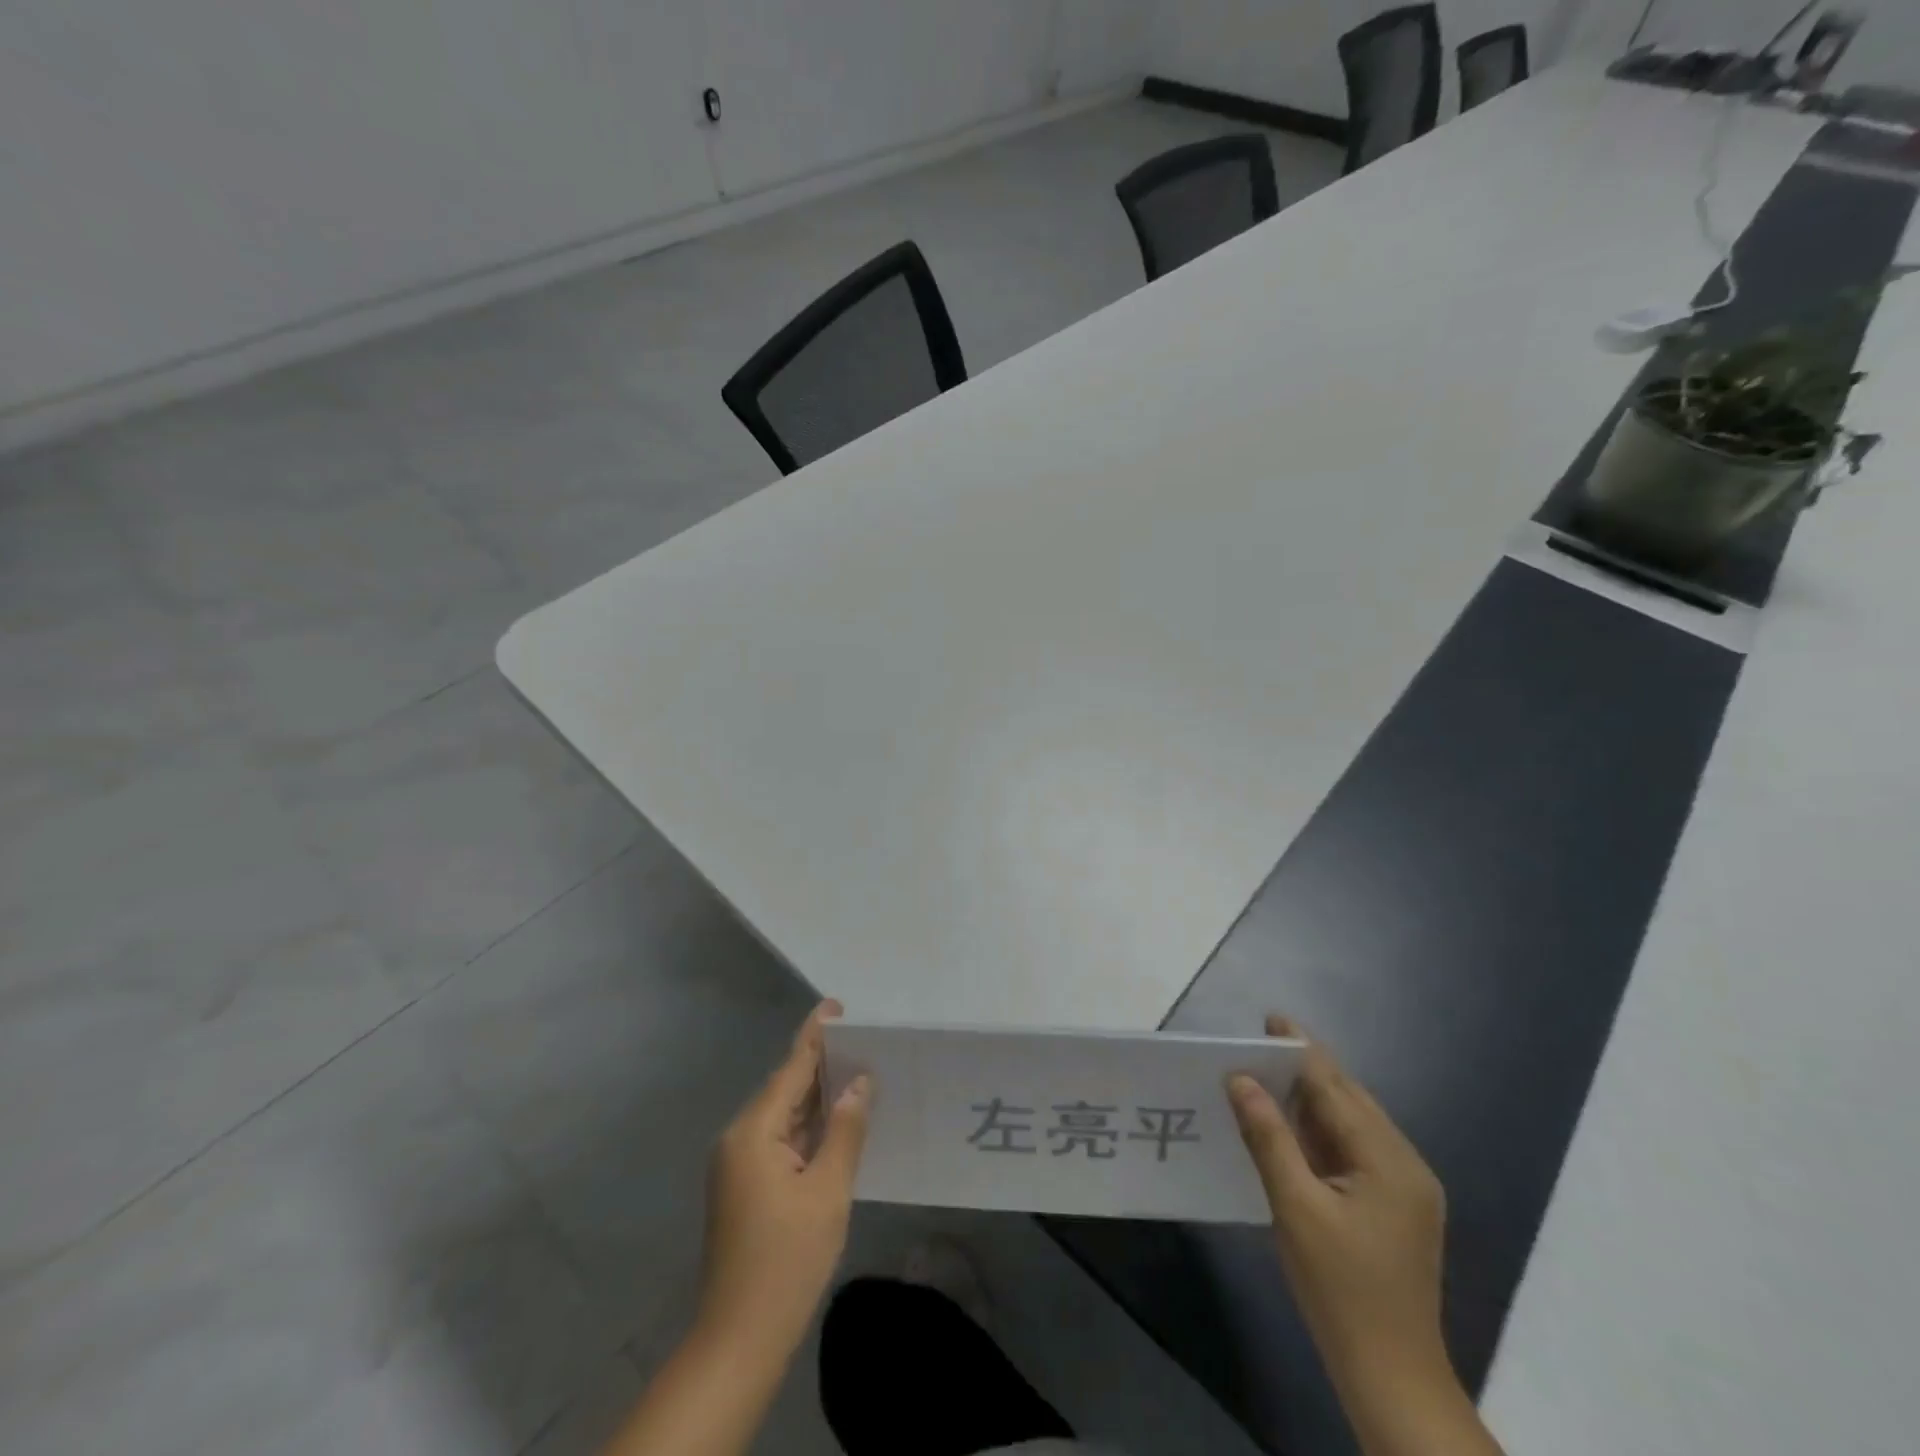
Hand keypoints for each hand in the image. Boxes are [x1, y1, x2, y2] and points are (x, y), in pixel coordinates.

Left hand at [698, 1000, 870, 1353]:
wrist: (738, 1339)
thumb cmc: (787, 1260)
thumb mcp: (827, 1191)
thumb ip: (844, 1130)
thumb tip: (858, 1084)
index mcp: (753, 1132)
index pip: (790, 1069)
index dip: (816, 1036)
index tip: (836, 1006)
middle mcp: (739, 1138)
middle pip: (784, 1088)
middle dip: (820, 1063)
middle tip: (860, 1040)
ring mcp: (738, 1164)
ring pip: (783, 1115)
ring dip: (815, 1095)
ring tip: (855, 1070)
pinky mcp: (744, 1186)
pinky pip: (779, 1138)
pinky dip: (807, 1125)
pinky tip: (835, 1120)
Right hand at [1227, 1016, 1449, 1389]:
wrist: (1392, 1378)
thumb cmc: (1341, 1290)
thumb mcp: (1295, 1207)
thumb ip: (1268, 1136)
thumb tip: (1240, 1079)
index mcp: (1389, 1160)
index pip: (1336, 1088)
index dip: (1299, 1051)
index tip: (1270, 1020)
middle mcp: (1405, 1164)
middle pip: (1349, 1100)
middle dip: (1305, 1069)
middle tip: (1260, 1042)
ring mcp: (1404, 1189)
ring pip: (1351, 1125)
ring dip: (1311, 1100)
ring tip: (1267, 1075)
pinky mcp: (1395, 1209)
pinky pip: (1353, 1151)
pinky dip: (1320, 1132)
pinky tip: (1290, 1127)